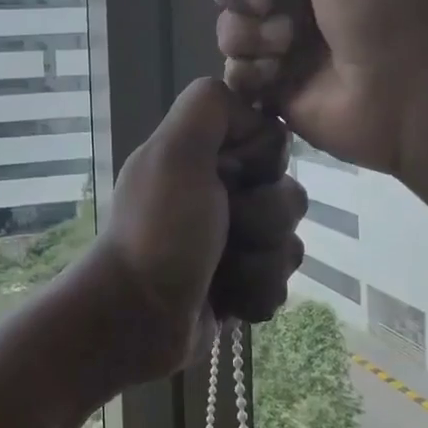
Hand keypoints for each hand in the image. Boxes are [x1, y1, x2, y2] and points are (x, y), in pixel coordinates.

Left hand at [84, 78, 305, 389]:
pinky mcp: (238, 283)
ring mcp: (229, 241)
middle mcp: (217, 193)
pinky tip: (228, 300)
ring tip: (224, 275)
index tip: (232, 178)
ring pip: (288, 242)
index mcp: (201, 156)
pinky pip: (279, 282)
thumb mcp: (175, 152)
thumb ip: (209, 108)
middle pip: (287, 194)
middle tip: (225, 234)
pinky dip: (256, 292)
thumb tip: (255, 118)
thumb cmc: (159, 232)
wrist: (138, 320)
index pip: (271, 141)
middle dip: (265, 221)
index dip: (263, 161)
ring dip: (261, 263)